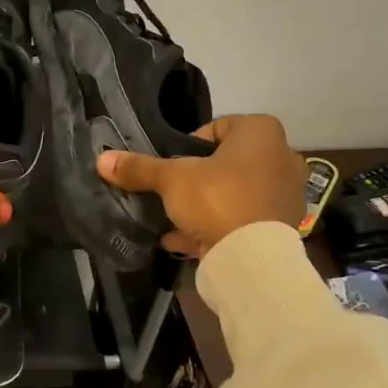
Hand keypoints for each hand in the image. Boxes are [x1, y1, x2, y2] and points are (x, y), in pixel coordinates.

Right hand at [97, 115, 305, 257]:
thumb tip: (102, 158)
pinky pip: (242, 221)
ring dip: (207, 205)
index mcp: (261, 133)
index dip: (190, 144)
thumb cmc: (217, 199)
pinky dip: (218, 227)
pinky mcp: (282, 227)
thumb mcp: (171, 179)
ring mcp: (286, 195)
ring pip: (236, 193)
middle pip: (227, 162)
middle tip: (173, 191)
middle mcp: (281, 157)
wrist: (252, 260)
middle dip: (198, 177)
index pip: (218, 127)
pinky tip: (186, 240)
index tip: (172, 164)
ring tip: (176, 219)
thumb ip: (139, 168)